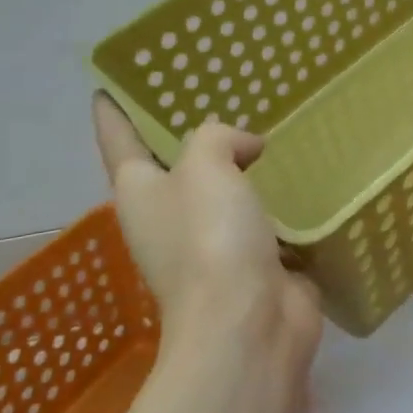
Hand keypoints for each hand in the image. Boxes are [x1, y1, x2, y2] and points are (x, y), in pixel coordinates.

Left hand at [93, 94, 322, 377]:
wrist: (249, 325)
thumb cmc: (211, 240)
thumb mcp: (204, 168)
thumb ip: (217, 138)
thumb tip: (246, 148)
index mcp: (141, 192)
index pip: (119, 141)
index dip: (113, 113)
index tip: (108, 86)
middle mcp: (171, 217)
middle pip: (175, 165)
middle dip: (190, 135)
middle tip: (218, 93)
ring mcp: (214, 243)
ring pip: (225, 191)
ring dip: (242, 168)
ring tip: (270, 129)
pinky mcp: (256, 261)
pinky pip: (267, 217)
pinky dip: (280, 199)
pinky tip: (304, 176)